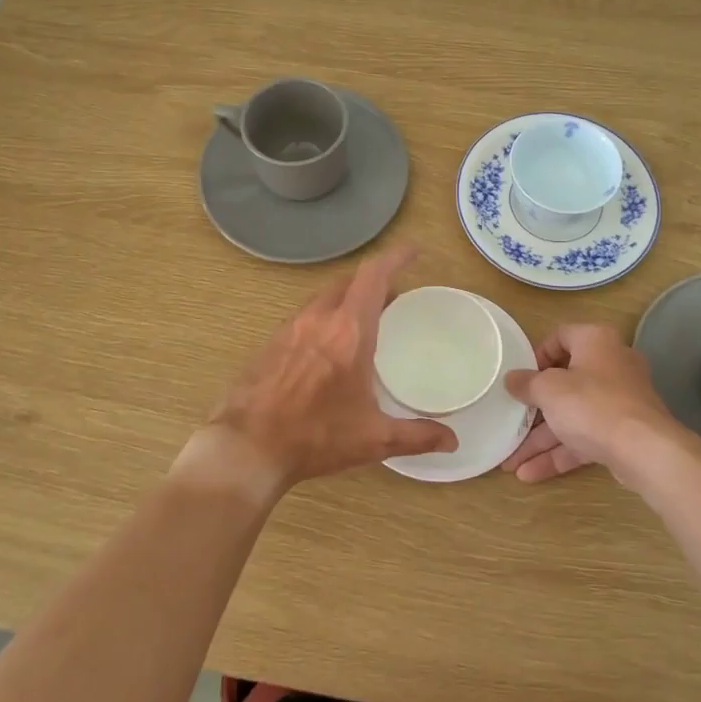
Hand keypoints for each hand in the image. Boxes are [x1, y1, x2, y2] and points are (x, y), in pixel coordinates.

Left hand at [206, 245, 456, 486]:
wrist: (247, 449)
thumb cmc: (315, 438)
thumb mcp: (373, 439)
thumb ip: (417, 435)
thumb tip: (453, 441)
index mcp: (349, 332)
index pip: (373, 276)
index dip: (395, 257)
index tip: (413, 252)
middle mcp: (318, 319)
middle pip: (349, 281)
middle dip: (374, 281)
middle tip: (394, 298)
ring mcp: (289, 328)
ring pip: (324, 297)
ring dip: (347, 299)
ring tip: (363, 321)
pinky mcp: (270, 343)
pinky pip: (304, 316)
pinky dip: (324, 317)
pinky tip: (327, 347)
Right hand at [501, 324, 681, 485]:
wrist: (644, 449)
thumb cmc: (591, 404)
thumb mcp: (548, 390)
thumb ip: (526, 383)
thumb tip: (511, 379)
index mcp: (595, 341)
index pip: (560, 337)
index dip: (536, 356)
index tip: (520, 377)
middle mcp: (611, 365)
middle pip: (564, 383)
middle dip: (533, 410)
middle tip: (510, 422)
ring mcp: (619, 401)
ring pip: (573, 416)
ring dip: (541, 440)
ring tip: (511, 463)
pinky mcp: (622, 432)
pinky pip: (585, 437)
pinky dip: (560, 453)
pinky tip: (530, 473)